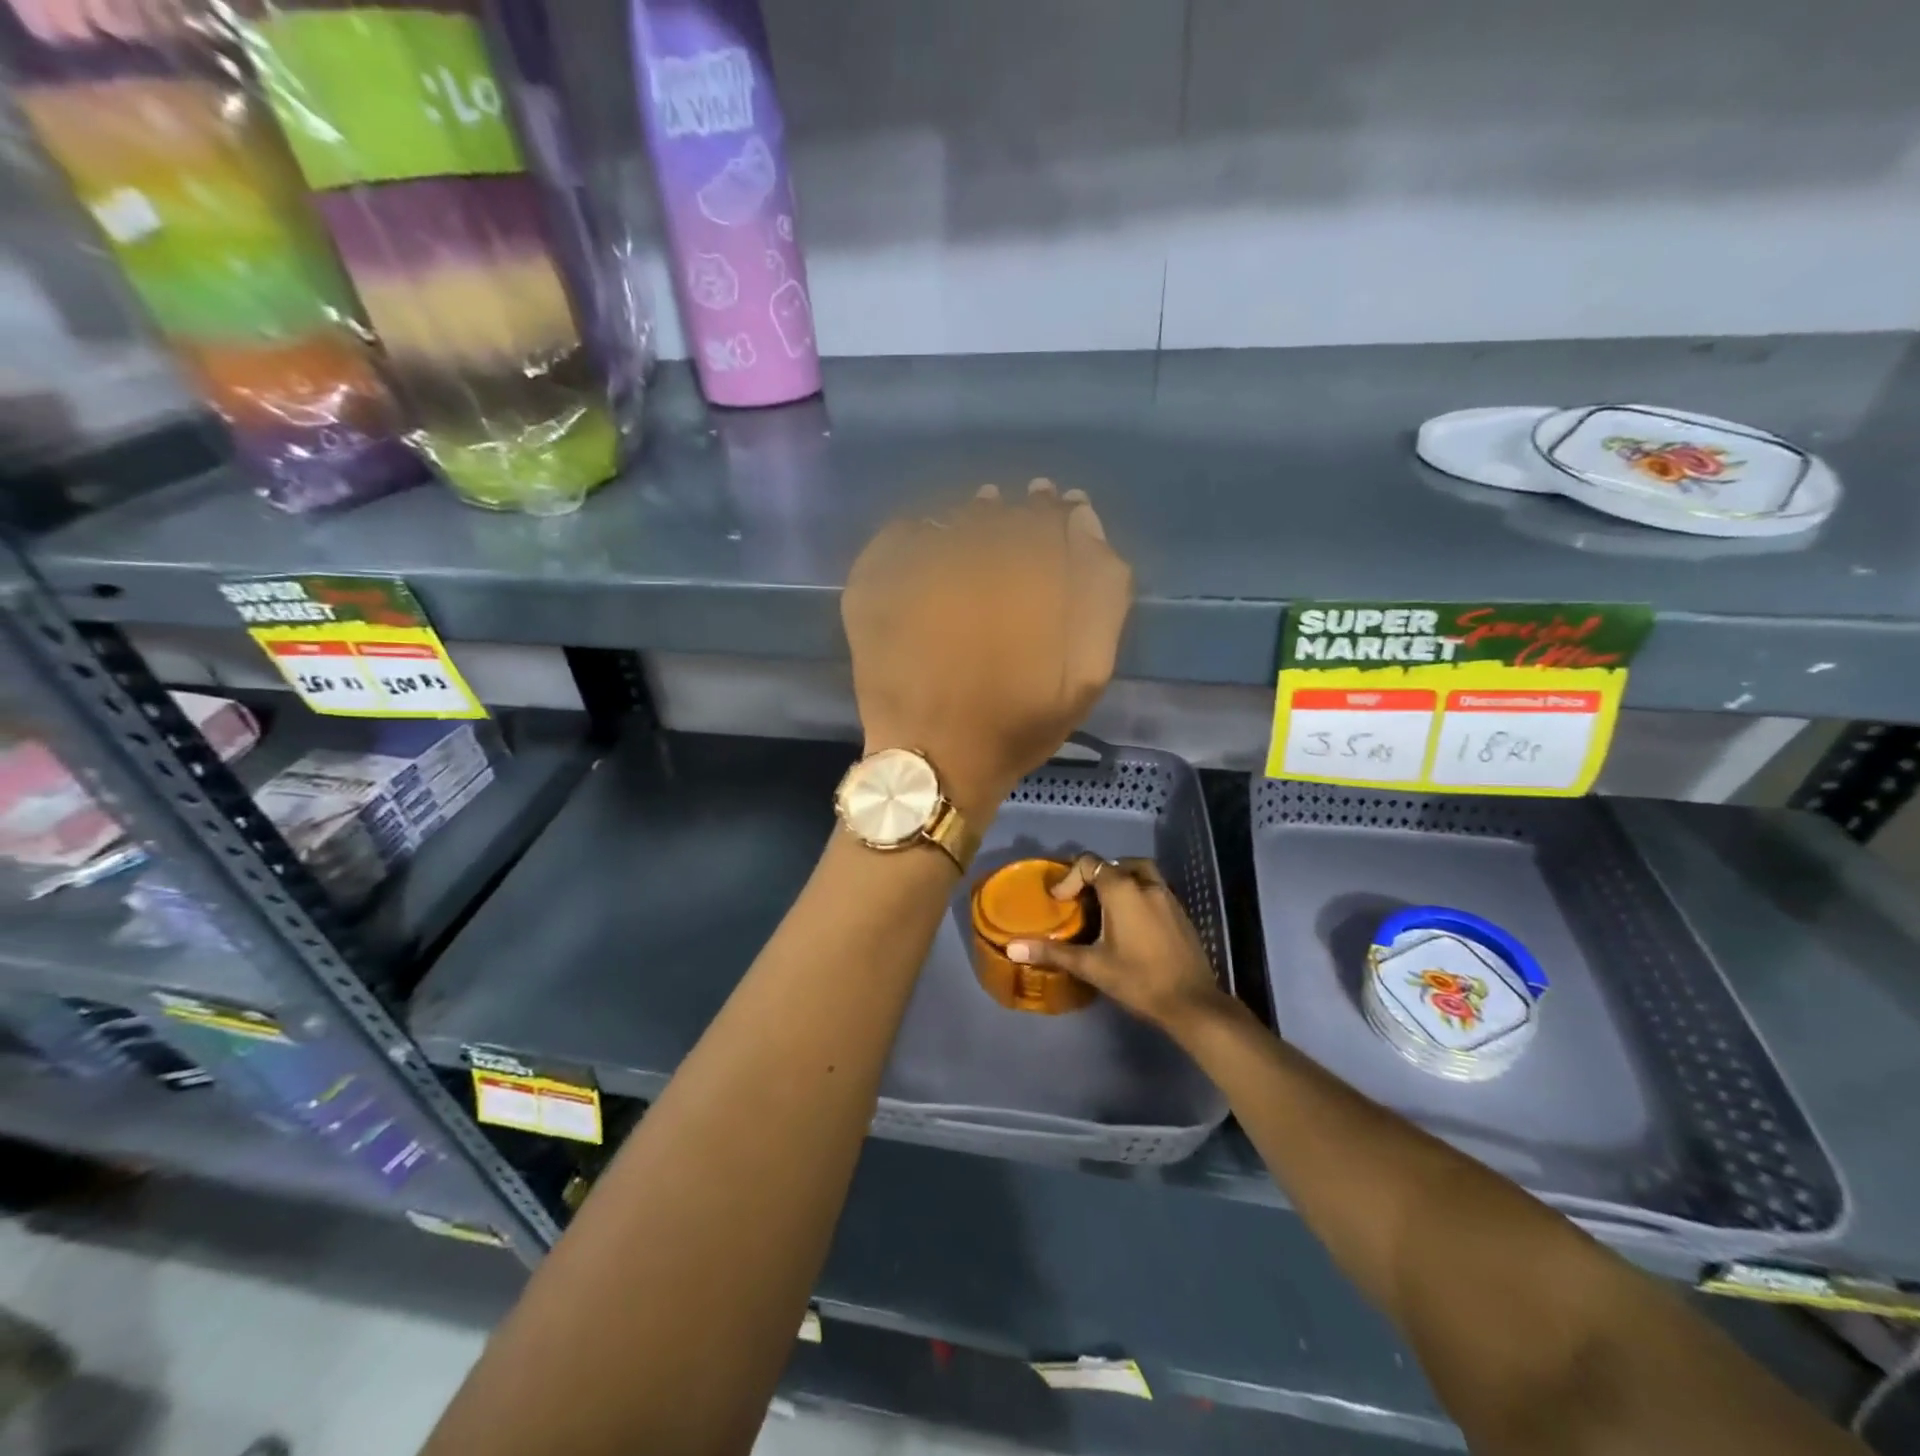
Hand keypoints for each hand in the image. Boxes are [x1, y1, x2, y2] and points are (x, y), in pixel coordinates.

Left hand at [842, 480, 1131, 820]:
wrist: (933, 762)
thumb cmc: (1015, 725)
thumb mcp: (1087, 674)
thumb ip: (1101, 595)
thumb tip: (1085, 524)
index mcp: (1022, 579)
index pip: (1046, 517)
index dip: (1056, 510)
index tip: (1060, 507)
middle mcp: (965, 562)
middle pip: (998, 514)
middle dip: (1017, 510)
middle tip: (1023, 508)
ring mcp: (911, 571)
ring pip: (950, 519)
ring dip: (971, 516)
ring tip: (982, 520)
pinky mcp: (871, 587)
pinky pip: (899, 536)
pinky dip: (920, 530)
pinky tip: (935, 539)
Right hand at [1006, 854, 1231, 1034]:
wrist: (1192, 1003)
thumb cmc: (1138, 980)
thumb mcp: (1091, 966)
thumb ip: (1052, 952)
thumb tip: (1013, 947)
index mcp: (1123, 890)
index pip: (1090, 863)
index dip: (1069, 877)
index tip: (1060, 901)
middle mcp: (1146, 884)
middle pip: (1115, 863)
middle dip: (1095, 876)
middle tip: (1081, 899)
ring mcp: (1168, 896)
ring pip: (1139, 872)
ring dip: (1120, 879)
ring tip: (1105, 904)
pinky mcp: (1181, 912)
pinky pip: (1154, 888)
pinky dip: (1138, 893)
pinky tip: (1131, 922)